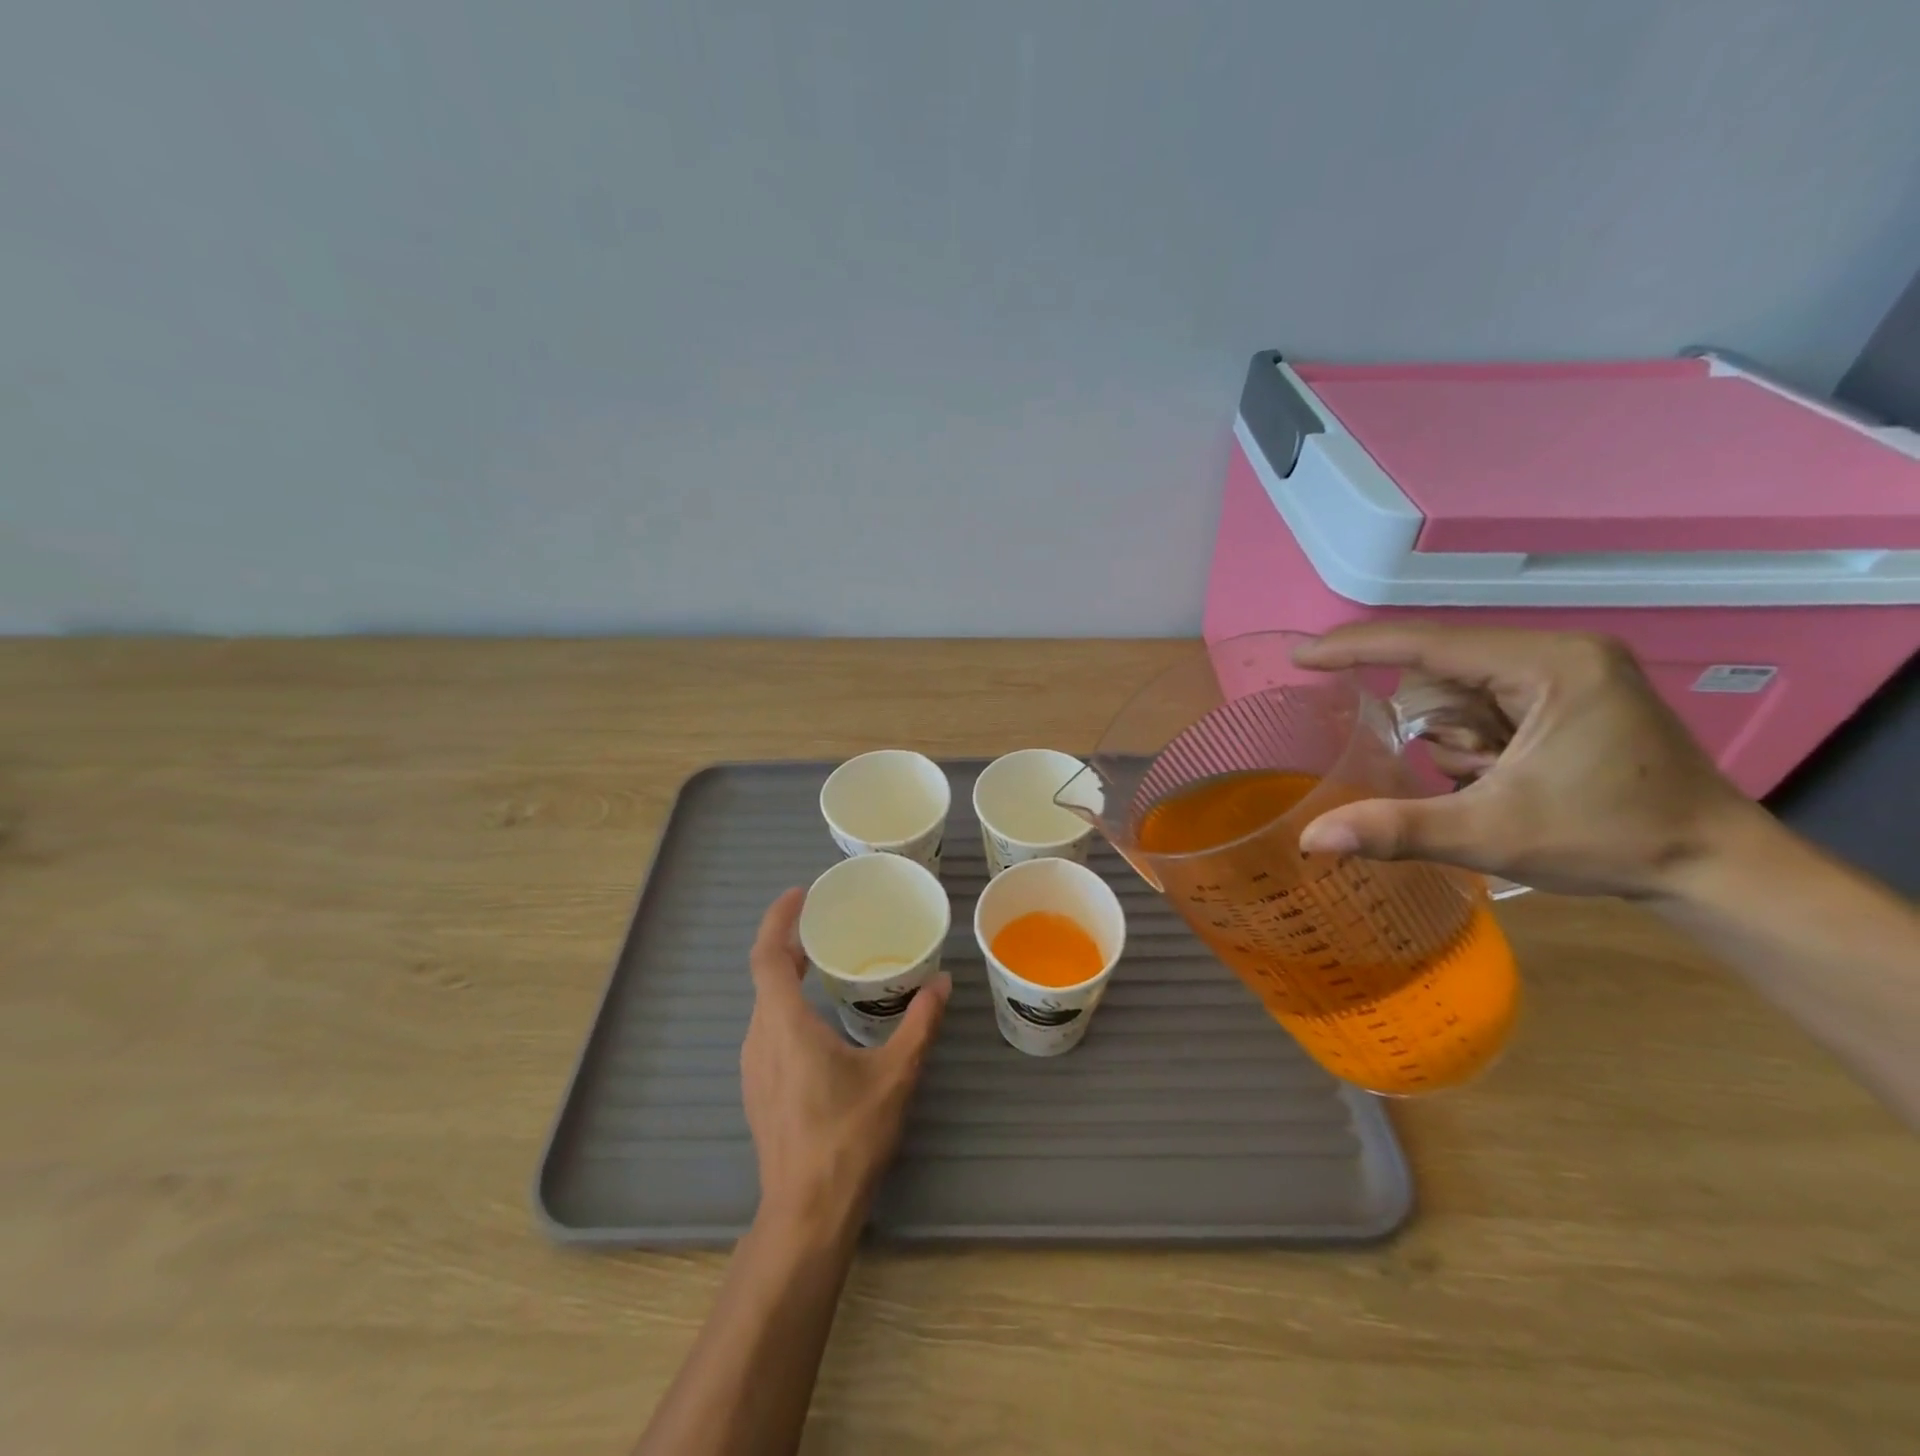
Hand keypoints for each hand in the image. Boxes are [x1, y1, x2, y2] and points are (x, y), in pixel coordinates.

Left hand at [742, 888, 950, 1234]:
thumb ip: (919, 1024)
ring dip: (787, 975)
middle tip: (824, 923)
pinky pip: (768, 1028)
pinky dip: (787, 1004)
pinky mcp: (759, 1087)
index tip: (800, 894)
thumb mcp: (895, 1075)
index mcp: (785, 1024)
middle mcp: (760, 1037)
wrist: (806, 1213)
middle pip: (765, 975)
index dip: (778, 919)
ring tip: (825, 962)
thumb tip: (942, 983)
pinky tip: (819, 1018)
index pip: (767, 955)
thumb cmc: (848, 1137)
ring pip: (765, 1003)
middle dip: (789, 942)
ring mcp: (754, 1066)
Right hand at [1292, 624, 1766, 898]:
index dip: (1356, 648)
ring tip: (1497, 781)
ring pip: (1459, 690)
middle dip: (1435, 727)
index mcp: (1549, 664)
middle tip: (1473, 775)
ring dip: (1454, 738)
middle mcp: (1559, 652)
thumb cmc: (1610, 841)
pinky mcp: (1571, 692)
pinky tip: (1506, 774)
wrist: (1716, 867)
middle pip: (1442, 673)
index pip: (1428, 644)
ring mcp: (1569, 670)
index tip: (1299, 657)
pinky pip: (1485, 702)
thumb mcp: (1490, 835)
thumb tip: (1310, 839)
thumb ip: (1395, 829)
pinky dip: (1474, 740)